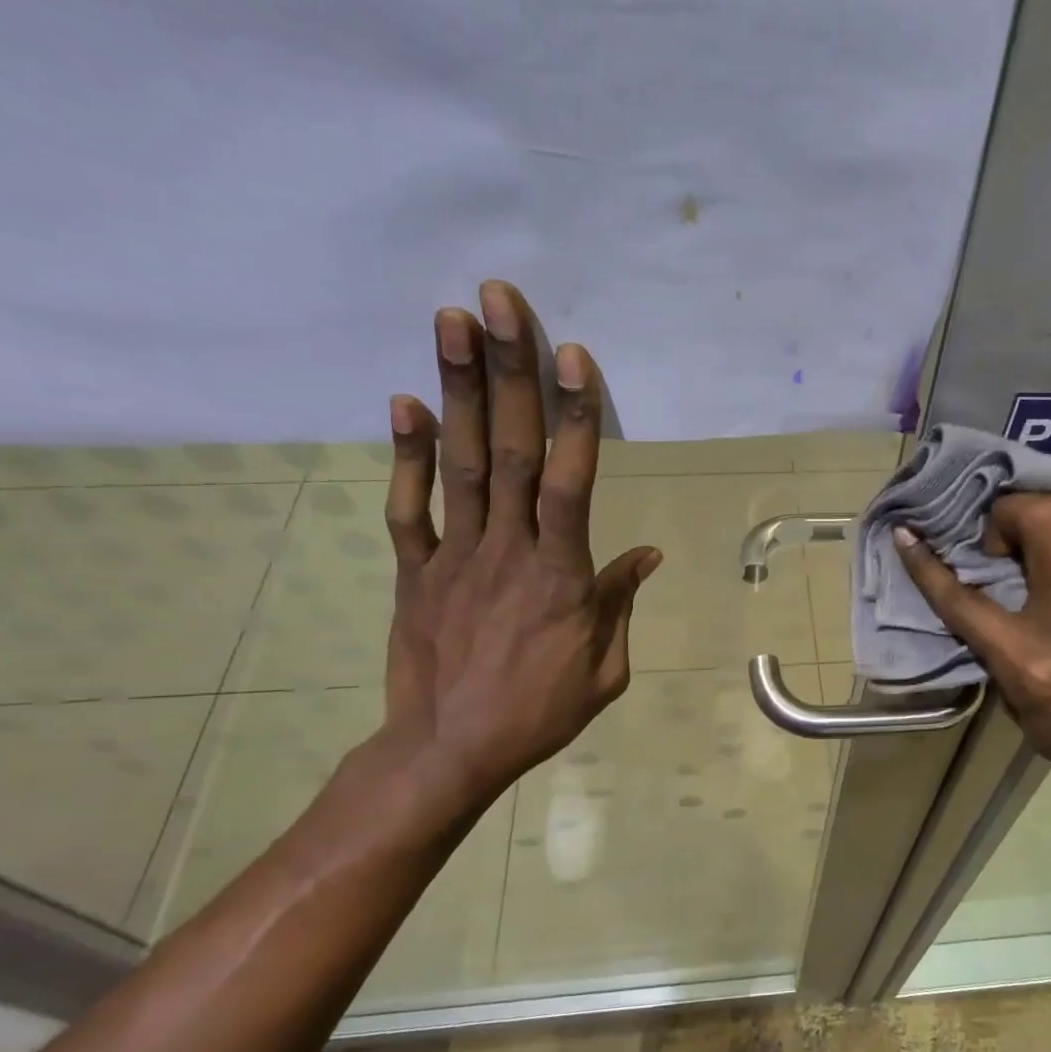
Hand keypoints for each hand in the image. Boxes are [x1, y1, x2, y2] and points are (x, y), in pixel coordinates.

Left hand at [374, 280, 661, 812]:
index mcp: (562, 577)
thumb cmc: (539, 713)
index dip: (573, 418)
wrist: (449, 750)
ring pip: (459, 465)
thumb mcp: (605, 670)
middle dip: (507, 373)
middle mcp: (508, 552)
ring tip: (451, 322)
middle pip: (508, 452)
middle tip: (500, 301)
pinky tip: (404, 402)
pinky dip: (404, 455)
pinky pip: (408, 508)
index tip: (571, 357)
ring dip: (456, 391)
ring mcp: (454, 557)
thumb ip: (620, 604)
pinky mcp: (415, 571)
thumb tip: (646, 555)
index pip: (569, 484)